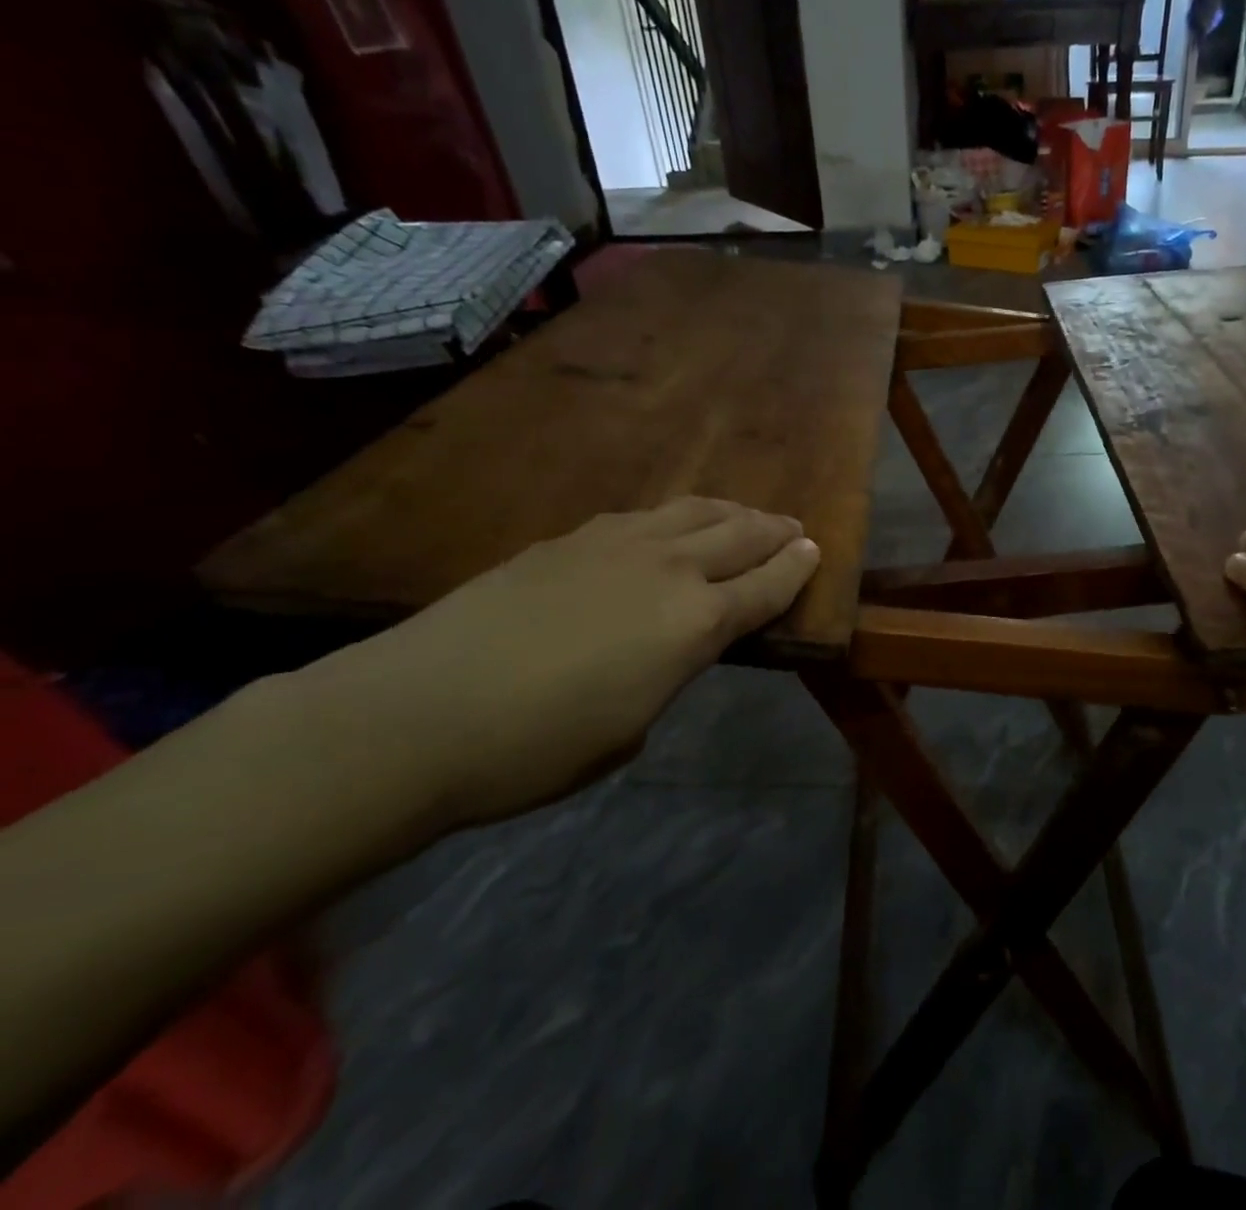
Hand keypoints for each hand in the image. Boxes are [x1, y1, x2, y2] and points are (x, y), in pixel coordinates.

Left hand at [290, 497, 818, 829]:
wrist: (415, 713)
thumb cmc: (536, 748)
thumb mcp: (629, 730)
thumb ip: (666, 677)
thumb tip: (668, 653)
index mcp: (695, 623)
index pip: (766, 586)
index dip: (797, 569)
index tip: (816, 552)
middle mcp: (669, 569)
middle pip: (740, 534)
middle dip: (774, 531)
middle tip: (794, 529)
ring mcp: (616, 544)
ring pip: (693, 511)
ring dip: (729, 511)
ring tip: (743, 515)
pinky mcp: (569, 539)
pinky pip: (643, 516)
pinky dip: (673, 518)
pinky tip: (666, 527)